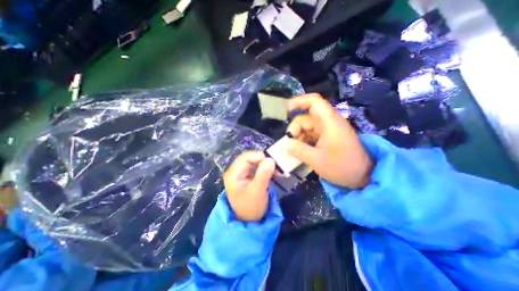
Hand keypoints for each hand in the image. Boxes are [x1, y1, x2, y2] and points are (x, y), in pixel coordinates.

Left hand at [225, 151, 277, 220]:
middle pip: (250, 158)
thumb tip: (270, 159)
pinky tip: (275, 172)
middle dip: (264, 160)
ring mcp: (242, 173)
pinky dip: (266, 168)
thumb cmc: (251, 208)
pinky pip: (257, 167)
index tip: (273, 162)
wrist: (249, 221)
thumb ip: (263, 174)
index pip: (246, 158)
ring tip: (278, 170)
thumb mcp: (258, 191)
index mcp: (233, 174)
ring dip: (266, 164)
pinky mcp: (248, 176)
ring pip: (255, 162)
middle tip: (277, 166)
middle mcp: (236, 171)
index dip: (260, 157)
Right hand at [284, 93, 372, 187]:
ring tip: (293, 150)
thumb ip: (298, 150)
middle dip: (295, 129)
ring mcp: (328, 130)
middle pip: (306, 117)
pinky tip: (300, 150)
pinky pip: (311, 134)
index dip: (299, 101)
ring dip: (298, 136)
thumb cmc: (342, 167)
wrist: (363, 176)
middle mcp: (328, 123)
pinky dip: (304, 140)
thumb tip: (284, 144)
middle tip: (289, 144)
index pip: (314, 102)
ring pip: (307, 127)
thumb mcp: (317, 160)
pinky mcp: (328, 137)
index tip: (286, 111)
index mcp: (329, 123)